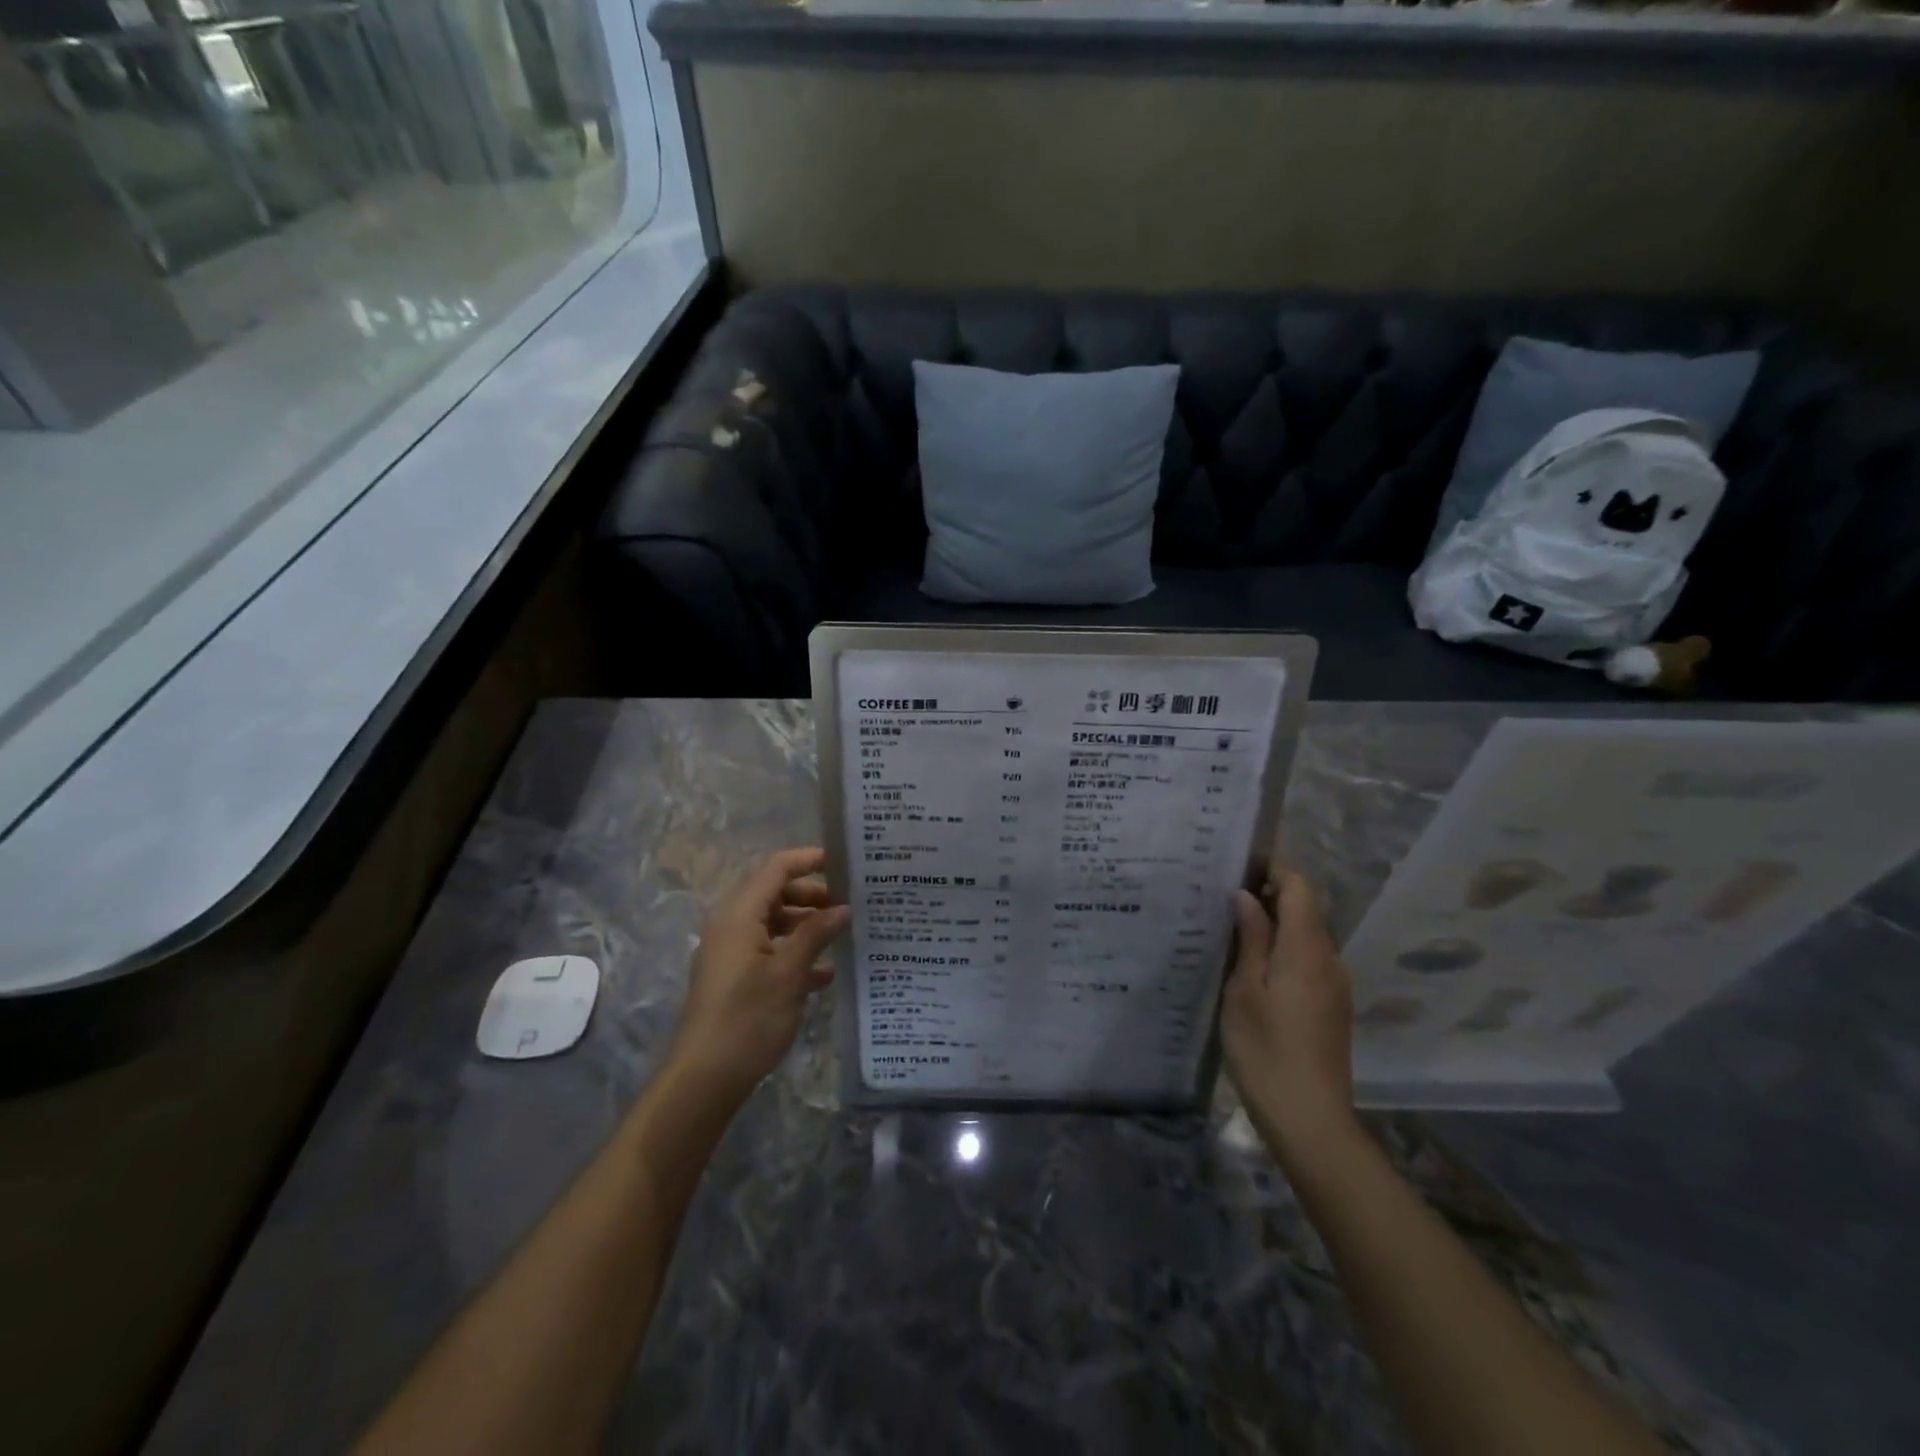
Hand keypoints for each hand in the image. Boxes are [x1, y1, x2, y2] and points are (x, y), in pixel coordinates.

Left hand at [666, 847, 850, 1100]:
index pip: (776, 868)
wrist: (704, 1078)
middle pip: (776, 893)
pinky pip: (769, 950)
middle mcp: (732, 925)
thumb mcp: (789, 973)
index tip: (845, 863)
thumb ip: (816, 934)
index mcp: (740, 914)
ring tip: (844, 936)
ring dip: (807, 926)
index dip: (809, 860)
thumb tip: (843, 908)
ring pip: (775, 923)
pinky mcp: (735, 977)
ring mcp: (731, 952)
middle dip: (813, 896)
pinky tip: (825, 974)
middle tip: (850, 905)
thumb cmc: (748, 1018)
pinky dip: (795, 953)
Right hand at [1222, 869, 1358, 1157]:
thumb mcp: (1243, 990)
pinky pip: (1310, 962)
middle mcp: (1329, 959)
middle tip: (1223, 908)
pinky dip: (1285, 953)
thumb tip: (1246, 895)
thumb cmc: (1266, 1050)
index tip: (1236, 876)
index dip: (1272, 872)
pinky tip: (1256, 974)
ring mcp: (1336, 985)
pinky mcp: (1333, 1006)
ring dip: (1275, 928)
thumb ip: (1250, 938)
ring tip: (1233, 939)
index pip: (1300, 887)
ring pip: (1307, 937)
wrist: (1310, 1119)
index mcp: (1306, 949)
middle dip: (1269, 900)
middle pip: (1305, 910)